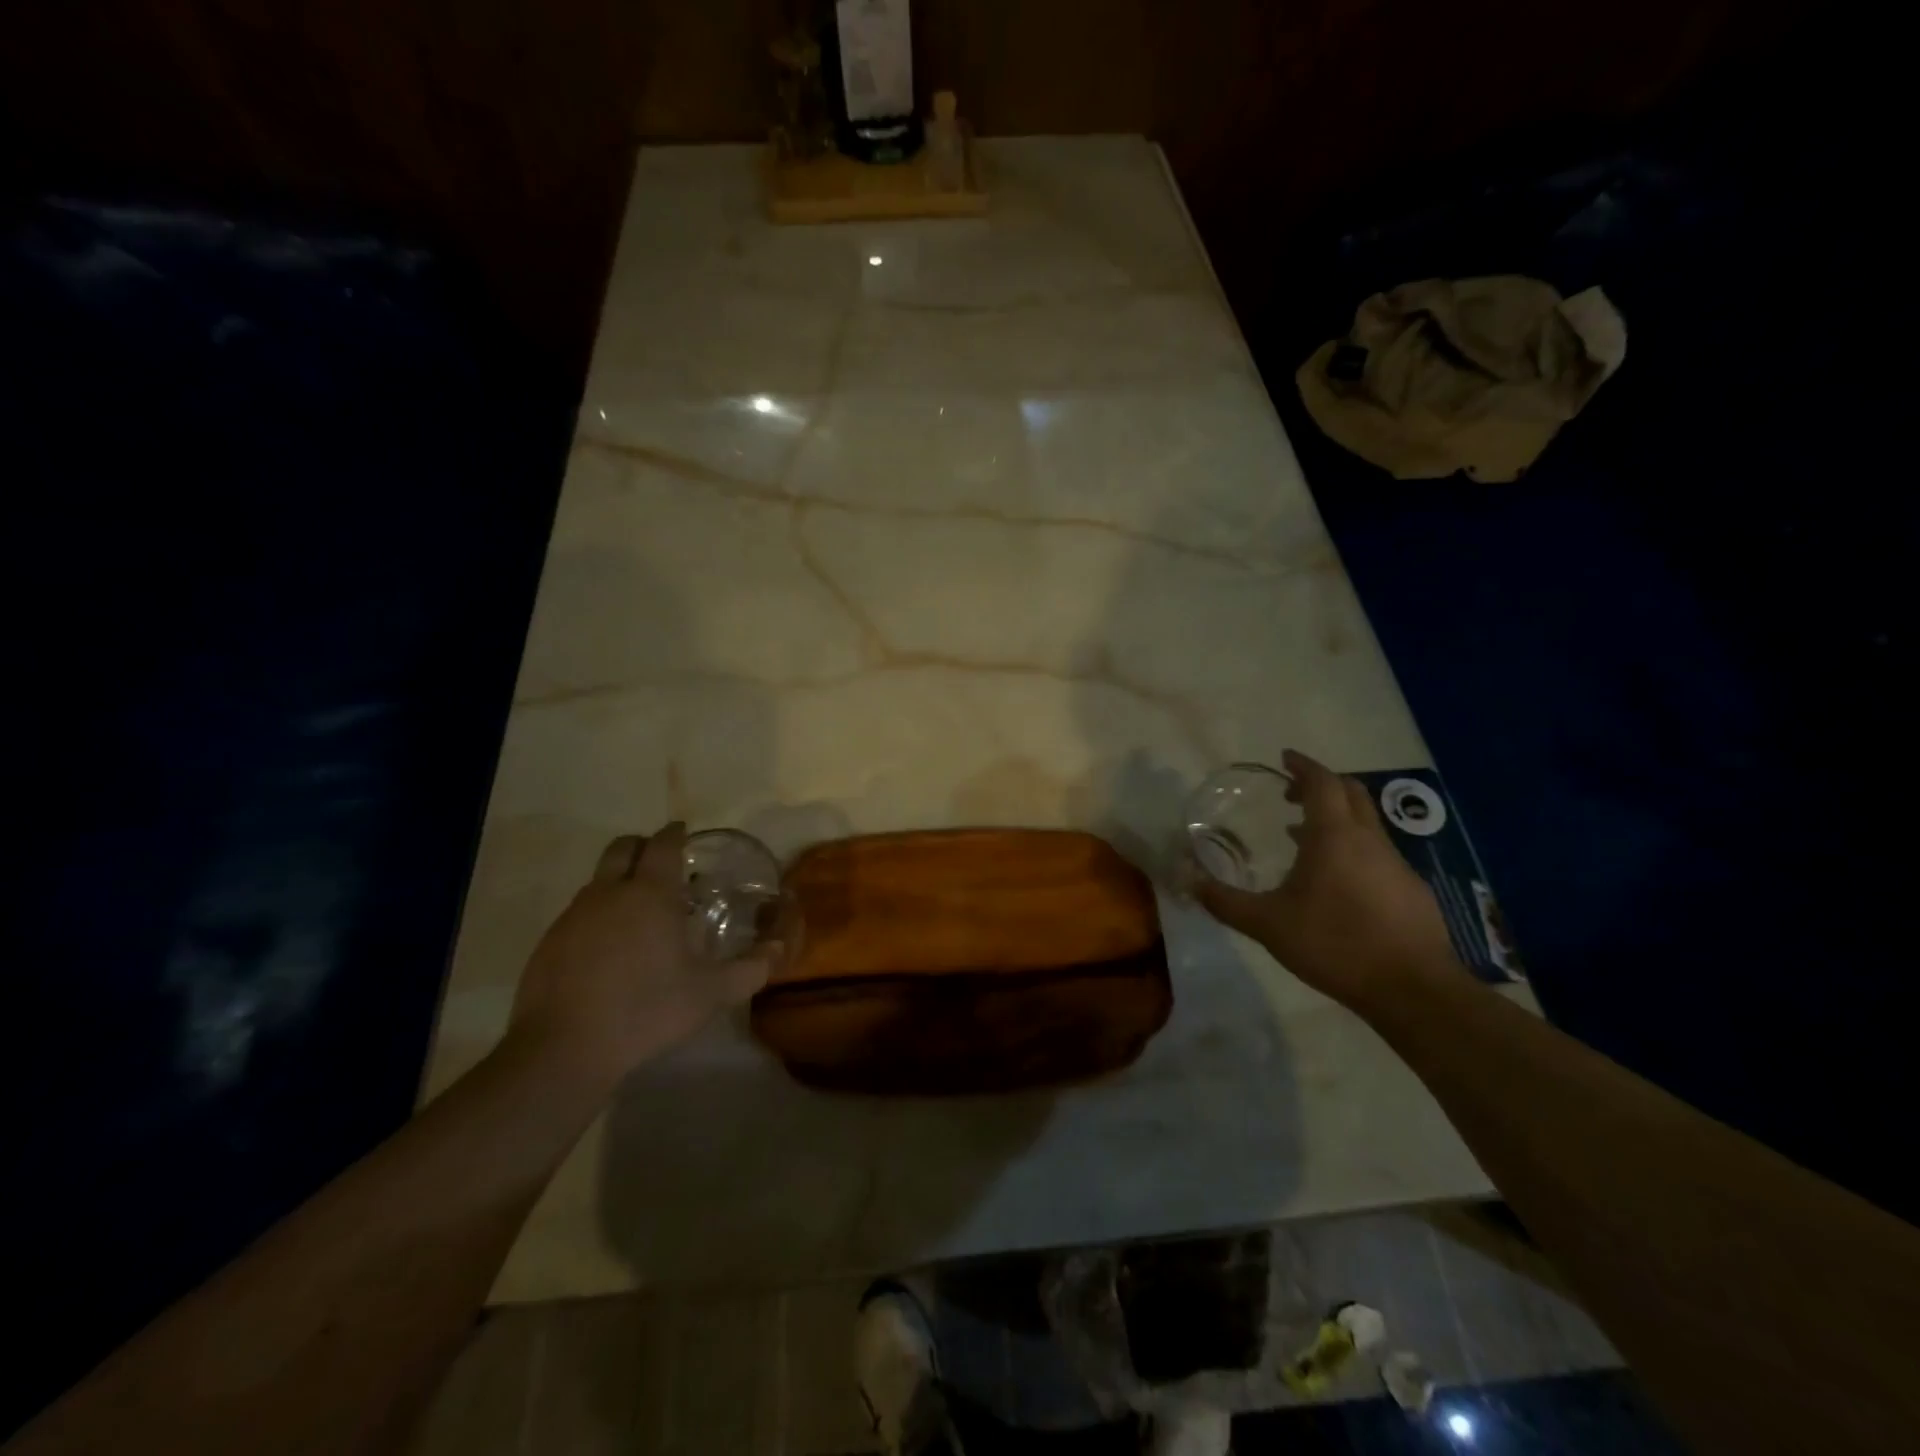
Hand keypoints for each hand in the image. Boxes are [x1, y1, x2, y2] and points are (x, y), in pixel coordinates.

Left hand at [510, 823, 784, 1084]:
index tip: (685, 834)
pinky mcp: (549, 942)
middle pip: (624, 847)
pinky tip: (610, 949)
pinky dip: (598, 914)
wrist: (562, 1050)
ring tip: (641, 912)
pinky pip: (579, 912)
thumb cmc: (646, 1010)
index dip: (676, 834)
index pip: (663, 843)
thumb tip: (779, 948)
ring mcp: (573, 915)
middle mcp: (609, 892)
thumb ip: (751, 968)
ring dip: (620, 882)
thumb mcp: (710, 994)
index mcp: (651, 893)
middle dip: (644, 847)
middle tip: (664, 866)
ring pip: (599, 880)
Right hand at [1193, 750, 1458, 1010]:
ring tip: (1305, 839)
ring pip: (1366, 825)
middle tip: (1293, 793)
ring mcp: (1396, 865)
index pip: (1322, 782)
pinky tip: (1338, 884)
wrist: (1413, 990)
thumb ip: (1226, 902)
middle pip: (1351, 793)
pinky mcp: (1412, 891)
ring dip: (1337, 820)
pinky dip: (1354, 850)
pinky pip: (1378, 854)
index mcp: (1334, 836)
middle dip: (1322, 785)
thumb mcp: (1268, 925)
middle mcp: (1369, 840)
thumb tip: (1188, 881)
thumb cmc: (1334, 944)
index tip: (1285, 758)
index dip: (1303, 766)